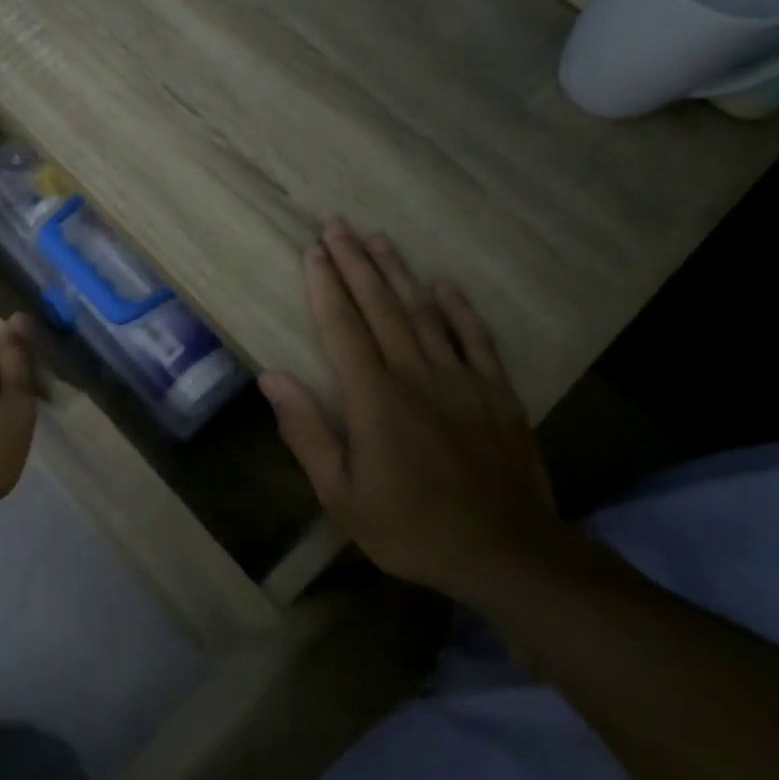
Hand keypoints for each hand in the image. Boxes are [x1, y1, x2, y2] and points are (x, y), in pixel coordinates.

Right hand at [259, 220, 562, 605]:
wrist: (506, 553)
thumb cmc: (411, 527)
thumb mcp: (341, 494)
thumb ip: (306, 432)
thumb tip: (271, 377)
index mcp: (374, 399)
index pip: (343, 328)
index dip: (325, 287)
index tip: (313, 251)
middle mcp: (416, 375)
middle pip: (381, 308)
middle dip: (356, 263)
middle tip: (338, 225)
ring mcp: (461, 380)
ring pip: (424, 313)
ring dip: (399, 274)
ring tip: (379, 239)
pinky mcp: (497, 392)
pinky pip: (476, 338)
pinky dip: (460, 308)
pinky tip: (445, 284)